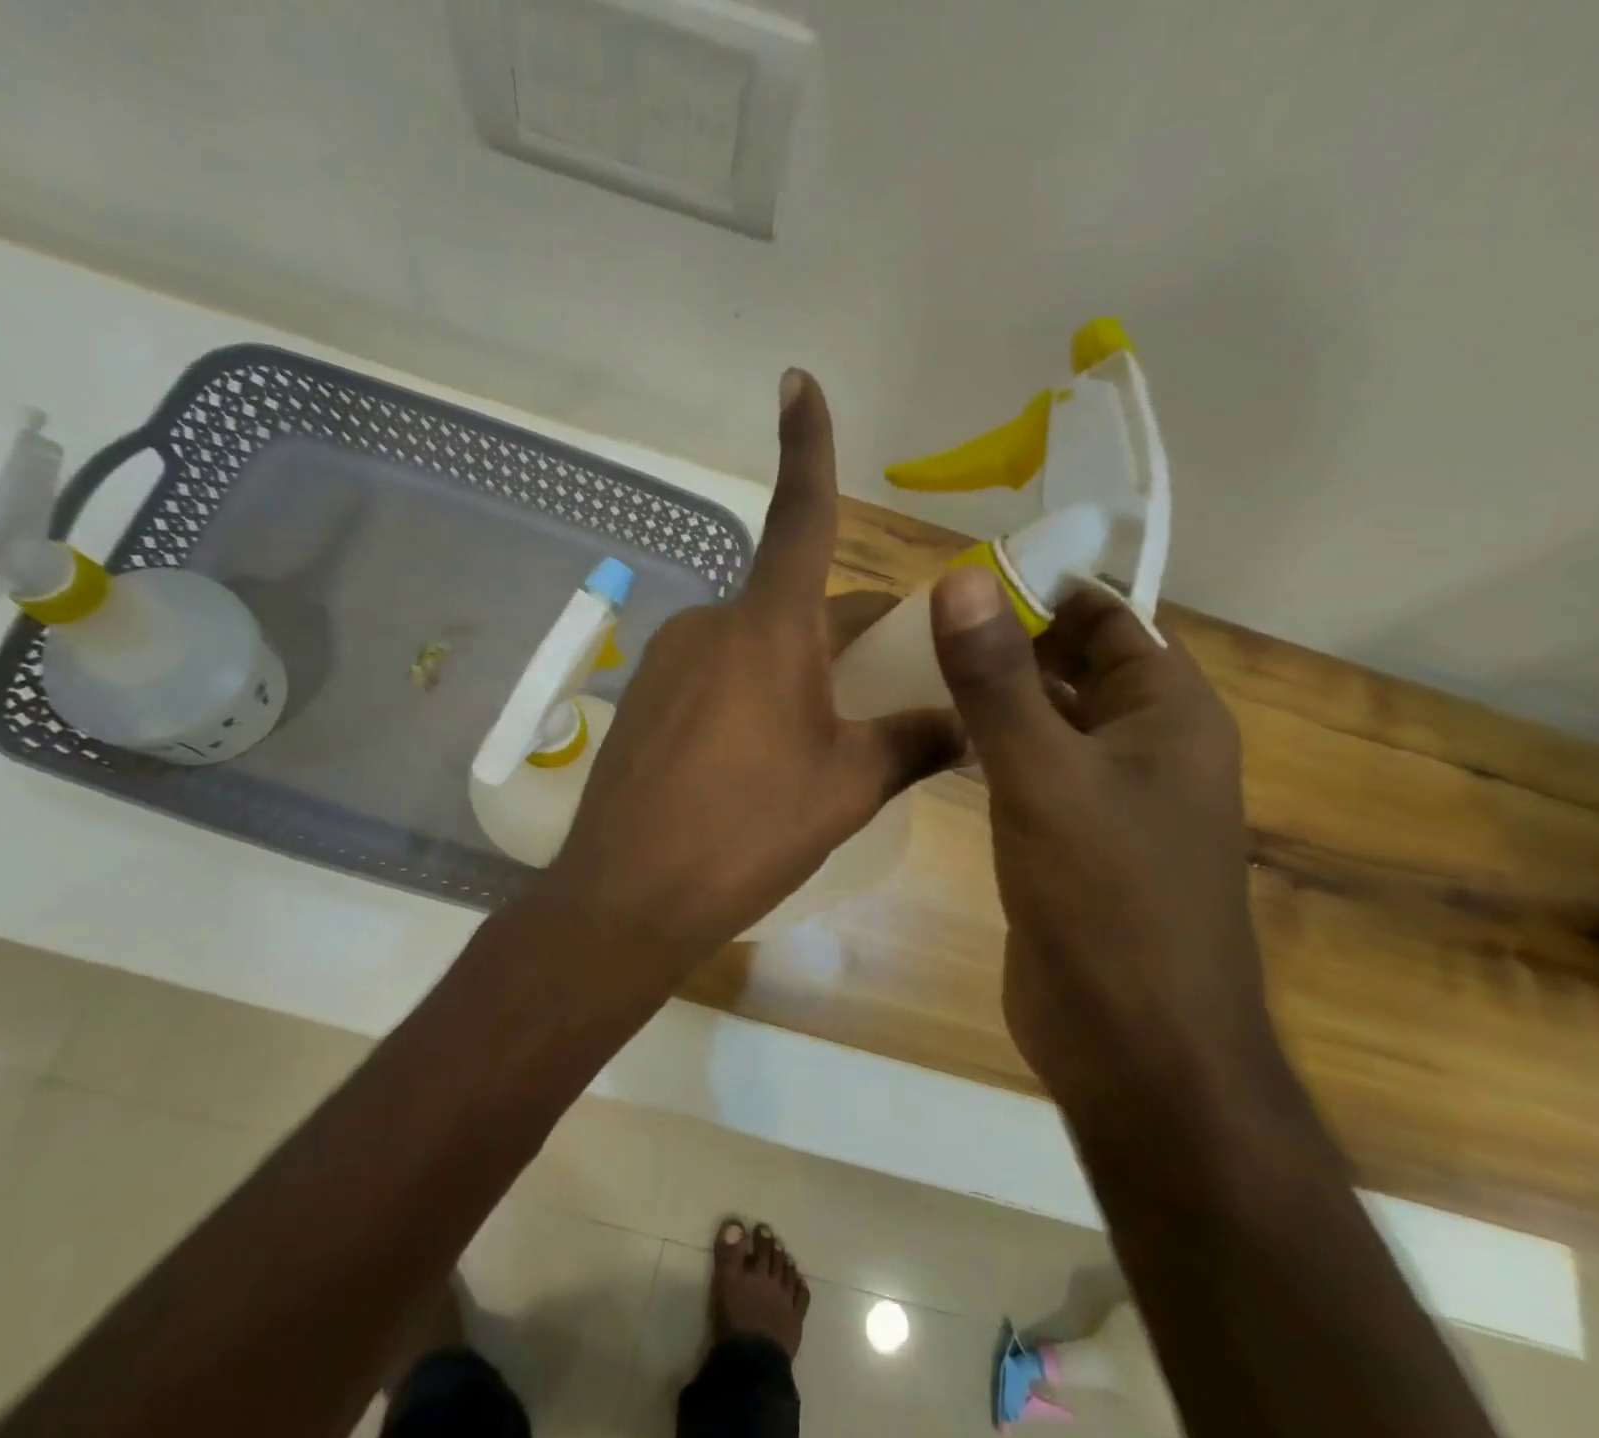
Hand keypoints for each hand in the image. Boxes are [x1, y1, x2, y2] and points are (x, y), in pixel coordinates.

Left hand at [547, 371, 963, 960]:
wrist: (627, 897)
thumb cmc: (746, 832)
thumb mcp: (847, 788)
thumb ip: (914, 743)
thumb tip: (971, 723)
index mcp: (767, 629)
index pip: (800, 518)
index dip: (806, 446)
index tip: (796, 379)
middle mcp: (711, 626)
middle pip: (797, 607)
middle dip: (847, 636)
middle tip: (894, 690)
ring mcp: (667, 662)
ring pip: (757, 646)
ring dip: (800, 672)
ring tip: (827, 743)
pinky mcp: (644, 701)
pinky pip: (718, 678)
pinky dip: (755, 696)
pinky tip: (761, 760)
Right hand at [929, 568, 1276, 1098]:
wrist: (1135, 1046)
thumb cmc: (1106, 899)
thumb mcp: (1043, 775)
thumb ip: (996, 679)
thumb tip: (959, 579)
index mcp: (1168, 713)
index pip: (1105, 615)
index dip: (1040, 588)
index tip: (957, 577)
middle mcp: (1147, 745)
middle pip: (1073, 664)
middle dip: (1005, 640)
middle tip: (916, 625)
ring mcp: (1108, 797)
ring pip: (1047, 719)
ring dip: (992, 695)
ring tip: (911, 670)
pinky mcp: (1071, 840)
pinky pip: (1030, 770)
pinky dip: (989, 747)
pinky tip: (933, 741)